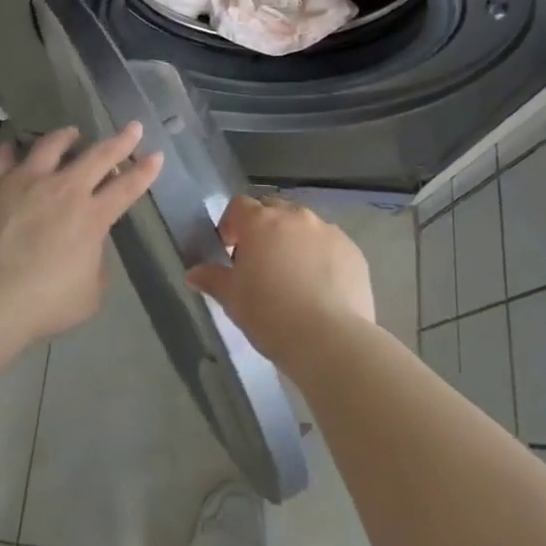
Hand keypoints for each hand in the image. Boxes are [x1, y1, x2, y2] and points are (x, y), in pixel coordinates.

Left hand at [0, 123, 163, 339]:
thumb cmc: (42, 303)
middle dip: (121, 140)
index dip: (145, 171)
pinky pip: (5, 154)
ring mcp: (26, 180)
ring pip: (52, 145)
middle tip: (133, 127)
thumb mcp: (88, 295)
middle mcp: (64, 189)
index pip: (127, 187)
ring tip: (71, 134)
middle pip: (99, 156)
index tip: (156, 155)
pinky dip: (15, 148)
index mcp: (92, 217)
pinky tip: (17, 147)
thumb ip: (95, 265)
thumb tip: (89, 249)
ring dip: (67, 137)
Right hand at [185, 195, 374, 368]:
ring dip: (293, 240)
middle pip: (273, 209)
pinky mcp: (353, 251)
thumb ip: (212, 279)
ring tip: (293, 275)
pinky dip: (321, 256)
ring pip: (304, 226)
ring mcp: (328, 231)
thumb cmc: (270, 314)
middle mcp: (296, 217)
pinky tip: (320, 287)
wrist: (329, 340)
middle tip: (260, 261)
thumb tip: (193, 273)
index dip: (231, 224)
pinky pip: (330, 245)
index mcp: (261, 222)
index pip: (239, 205)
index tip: (230, 250)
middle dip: (263, 228)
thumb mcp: (232, 299)